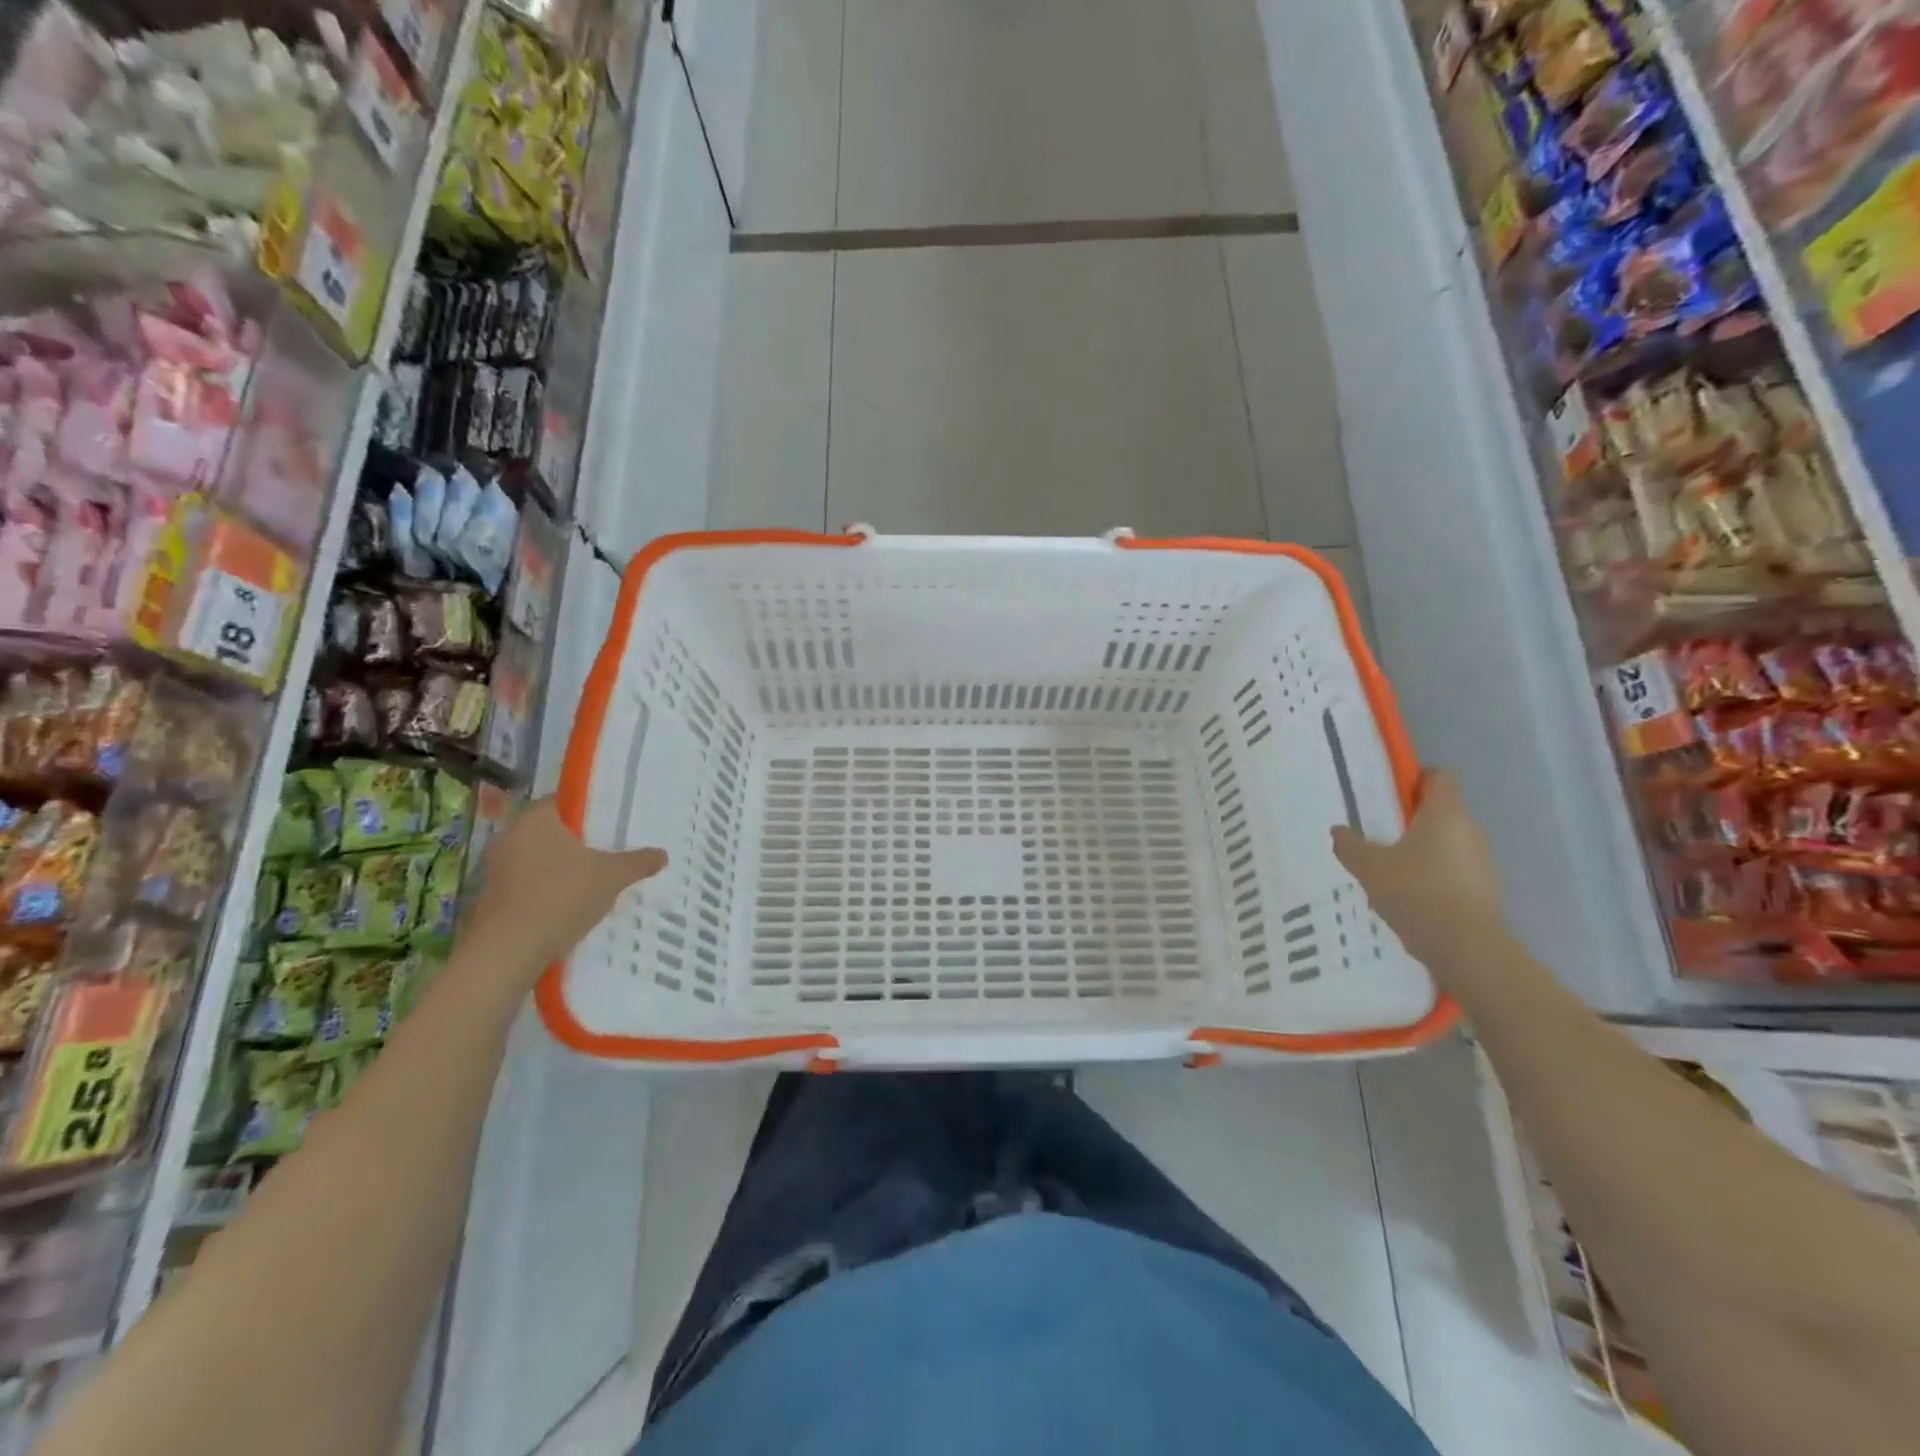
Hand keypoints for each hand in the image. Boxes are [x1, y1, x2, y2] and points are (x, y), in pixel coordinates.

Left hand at [462, 798, 666, 971]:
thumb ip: (637, 862)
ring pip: (537, 861)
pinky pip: (526, 887)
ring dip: (561, 871)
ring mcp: (494, 870)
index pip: (563, 802)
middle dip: (577, 844)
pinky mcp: (488, 900)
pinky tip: (568, 909)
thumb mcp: (612, 877)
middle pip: (551, 833)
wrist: (506, 953)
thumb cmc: (561, 897)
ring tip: (593, 885)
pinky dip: (546, 893)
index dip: (589, 813)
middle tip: (608, 855)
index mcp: (535, 819)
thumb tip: (662, 854)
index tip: (611, 826)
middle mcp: (508, 837)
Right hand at [1331, 769, 1503, 971]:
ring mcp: (1482, 862)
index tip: (1390, 795)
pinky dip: (1434, 875)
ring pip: (1448, 842)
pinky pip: (1455, 870)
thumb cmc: (1416, 892)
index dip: (1416, 778)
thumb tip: (1338, 831)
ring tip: (1391, 870)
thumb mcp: (1369, 866)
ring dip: (1423, 849)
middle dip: (1412, 818)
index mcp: (1445, 813)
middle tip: (1379, 834)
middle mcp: (1470, 830)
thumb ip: (1350, 845)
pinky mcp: (1485, 890)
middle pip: (1443, 810)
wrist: (1466, 948)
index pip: (1440, 776)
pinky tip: (1409, 897)